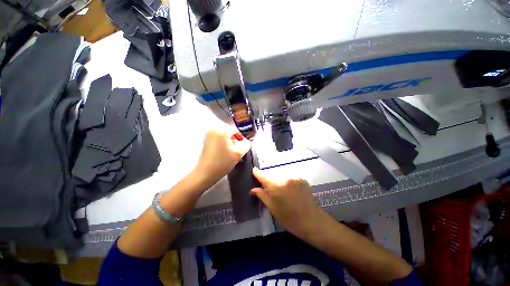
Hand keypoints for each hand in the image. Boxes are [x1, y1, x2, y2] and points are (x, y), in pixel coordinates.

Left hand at [195, 128, 250, 187]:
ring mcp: (208, 134)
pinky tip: (225, 153)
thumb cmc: (222, 162)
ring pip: (225, 136)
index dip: (241, 139)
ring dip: (229, 143)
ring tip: (231, 154)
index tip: (242, 148)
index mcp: (221, 130)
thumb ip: (246, 145)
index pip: (236, 131)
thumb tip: (246, 142)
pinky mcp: (206, 140)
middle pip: (230, 133)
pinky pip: (219, 139)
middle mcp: (213, 129)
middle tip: (237, 152)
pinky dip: (223, 144)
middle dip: (235, 141)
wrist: (205, 173)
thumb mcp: (238, 153)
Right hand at [250, 168, 324, 238]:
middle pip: (272, 175)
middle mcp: (284, 178)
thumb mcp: (272, 208)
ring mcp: (294, 177)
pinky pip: (290, 176)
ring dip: (278, 179)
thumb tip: (252, 189)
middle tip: (268, 187)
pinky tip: (290, 189)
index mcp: (276, 186)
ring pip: (281, 175)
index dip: (257, 173)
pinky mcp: (301, 178)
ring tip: (281, 190)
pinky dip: (286, 180)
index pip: (263, 176)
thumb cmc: (289, 218)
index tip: (254, 170)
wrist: (312, 221)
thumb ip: (262, 195)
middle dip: (269, 179)